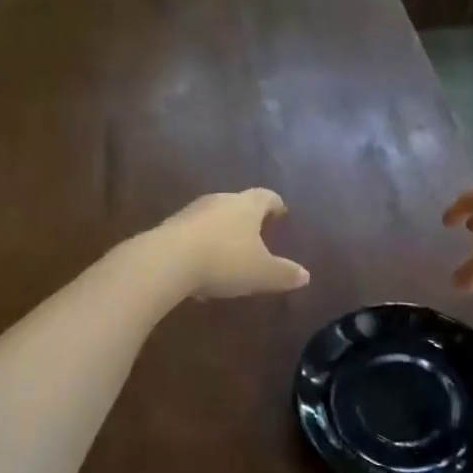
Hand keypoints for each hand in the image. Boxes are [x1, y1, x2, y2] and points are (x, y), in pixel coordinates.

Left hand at [152, 189, 310, 298]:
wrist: (167, 261)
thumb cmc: (224, 260)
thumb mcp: (261, 273)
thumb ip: (284, 273)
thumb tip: (305, 275)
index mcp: (247, 205)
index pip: (266, 197)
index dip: (275, 204)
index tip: (281, 211)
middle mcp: (220, 201)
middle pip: (238, 204)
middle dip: (247, 219)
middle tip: (256, 234)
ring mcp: (192, 212)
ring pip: (213, 219)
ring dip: (221, 234)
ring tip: (228, 257)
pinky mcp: (169, 227)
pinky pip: (192, 235)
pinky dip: (200, 248)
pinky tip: (200, 273)